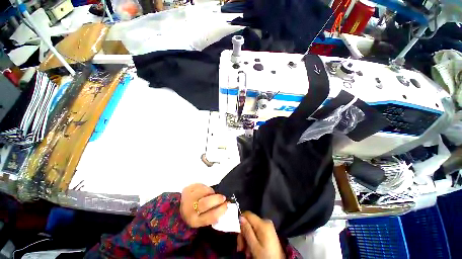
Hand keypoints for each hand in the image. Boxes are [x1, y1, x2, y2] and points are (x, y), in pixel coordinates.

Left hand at [180, 183, 227, 227]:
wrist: (179, 208)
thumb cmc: (195, 214)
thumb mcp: (203, 218)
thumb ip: (213, 213)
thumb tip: (226, 204)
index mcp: (195, 221)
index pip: (211, 216)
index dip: (221, 209)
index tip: (227, 204)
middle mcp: (189, 211)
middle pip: (206, 203)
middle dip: (217, 199)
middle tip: (223, 197)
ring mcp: (187, 199)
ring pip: (203, 192)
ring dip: (211, 191)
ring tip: (212, 193)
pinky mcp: (186, 189)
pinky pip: (200, 185)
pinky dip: (205, 187)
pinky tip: (205, 191)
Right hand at [237, 211, 284, 258]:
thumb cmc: (266, 256)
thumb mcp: (254, 246)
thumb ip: (247, 230)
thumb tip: (241, 217)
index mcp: (263, 223)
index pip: (248, 214)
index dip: (241, 222)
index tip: (238, 234)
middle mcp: (266, 221)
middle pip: (249, 223)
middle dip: (243, 235)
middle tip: (240, 248)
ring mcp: (268, 227)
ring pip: (252, 228)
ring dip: (247, 239)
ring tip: (246, 252)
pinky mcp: (269, 232)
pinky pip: (257, 232)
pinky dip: (252, 240)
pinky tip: (251, 249)